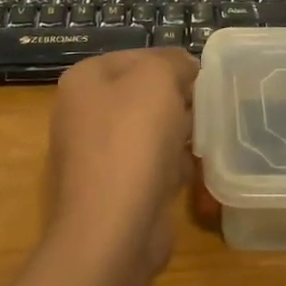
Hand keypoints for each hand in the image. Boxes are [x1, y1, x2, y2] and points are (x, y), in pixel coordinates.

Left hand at [47, 48, 198, 272]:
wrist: (114, 229)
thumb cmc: (133, 140)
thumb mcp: (158, 78)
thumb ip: (173, 62)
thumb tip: (183, 69)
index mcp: (84, 81)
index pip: (138, 56)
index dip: (173, 65)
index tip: (201, 81)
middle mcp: (82, 114)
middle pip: (143, 95)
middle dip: (177, 101)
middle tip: (203, 110)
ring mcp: (95, 155)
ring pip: (149, 131)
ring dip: (177, 134)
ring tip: (200, 140)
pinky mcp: (112, 190)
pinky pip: (149, 166)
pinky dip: (170, 167)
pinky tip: (188, 173)